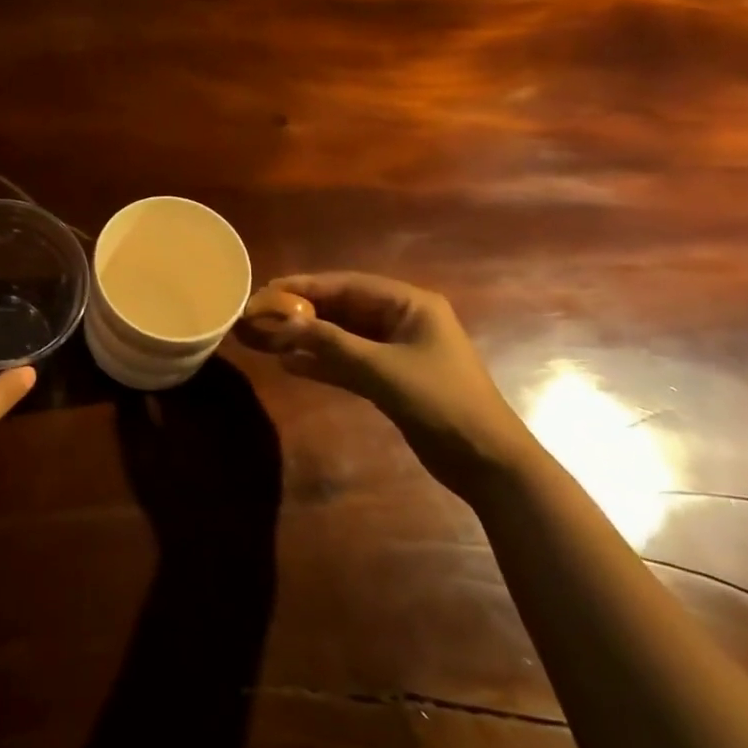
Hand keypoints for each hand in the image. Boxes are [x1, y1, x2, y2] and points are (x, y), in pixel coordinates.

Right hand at [255, 272, 534, 495]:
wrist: (486, 462)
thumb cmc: (440, 401)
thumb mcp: (382, 369)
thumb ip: (332, 344)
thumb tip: (284, 323)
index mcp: (409, 304)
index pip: (348, 285)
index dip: (305, 286)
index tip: (267, 290)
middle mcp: (401, 319)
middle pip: (342, 309)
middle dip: (302, 313)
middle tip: (260, 315)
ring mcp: (395, 350)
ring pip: (342, 336)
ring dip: (308, 338)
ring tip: (267, 339)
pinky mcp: (390, 379)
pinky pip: (348, 362)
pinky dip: (322, 363)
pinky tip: (289, 364)